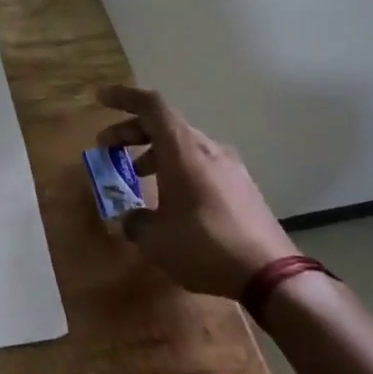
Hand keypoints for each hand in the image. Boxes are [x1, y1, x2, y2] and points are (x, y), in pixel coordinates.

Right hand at [96, 84, 296, 297]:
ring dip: (154, 152)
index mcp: (183, 151)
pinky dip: (176, 168)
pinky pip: (201, 164)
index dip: (124, 97)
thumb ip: (134, 221)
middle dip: (131, 132)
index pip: (151, 106)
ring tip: (135, 175)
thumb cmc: (204, 246)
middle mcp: (208, 149)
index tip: (101, 99)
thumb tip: (129, 219)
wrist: (271, 275)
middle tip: (107, 147)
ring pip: (183, 145)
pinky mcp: (242, 187)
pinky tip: (169, 198)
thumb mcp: (155, 239)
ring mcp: (230, 167)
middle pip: (165, 124)